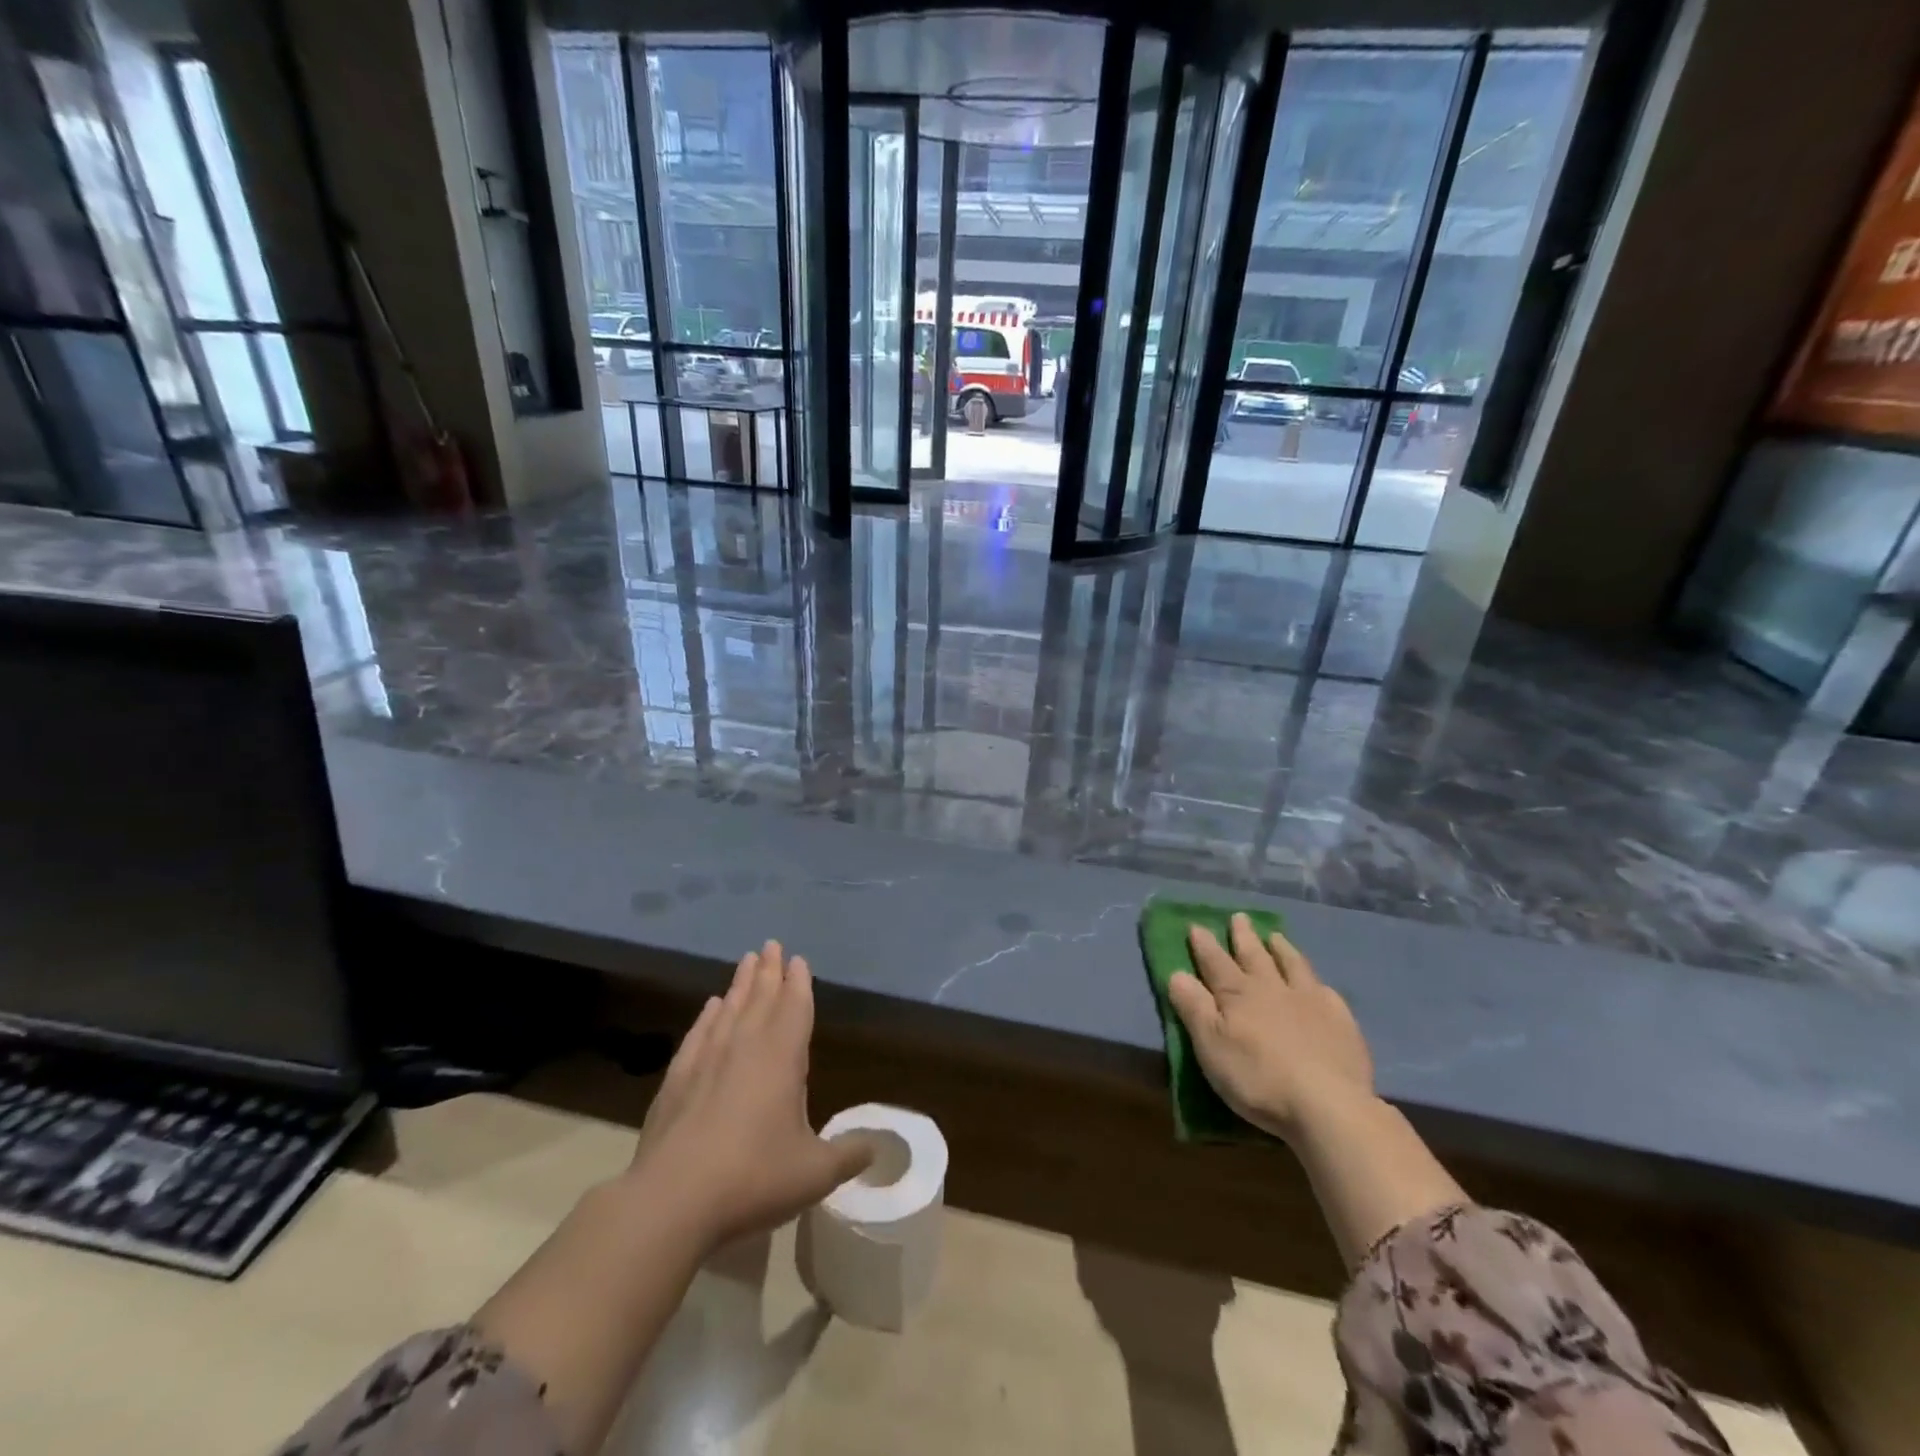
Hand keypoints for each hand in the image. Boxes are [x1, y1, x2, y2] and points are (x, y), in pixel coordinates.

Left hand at [627, 940, 871, 1248]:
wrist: (672, 1200)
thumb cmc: (754, 1177)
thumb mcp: (815, 1173)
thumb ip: (849, 1155)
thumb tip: (878, 1147)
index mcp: (783, 1057)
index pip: (795, 1007)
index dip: (799, 983)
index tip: (798, 959)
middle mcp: (745, 1046)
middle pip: (761, 997)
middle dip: (769, 971)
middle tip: (771, 945)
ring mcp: (707, 1059)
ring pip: (730, 1009)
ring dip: (740, 984)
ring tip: (746, 961)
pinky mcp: (676, 1079)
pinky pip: (698, 1034)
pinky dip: (707, 1016)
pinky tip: (710, 1007)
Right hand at [1168, 915, 1373, 1141]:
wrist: (1328, 1105)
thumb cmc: (1258, 1078)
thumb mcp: (1211, 1046)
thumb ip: (1193, 1008)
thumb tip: (1177, 973)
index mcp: (1238, 994)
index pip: (1215, 962)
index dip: (1204, 944)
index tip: (1196, 925)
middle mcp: (1273, 988)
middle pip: (1254, 956)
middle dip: (1243, 936)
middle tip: (1239, 917)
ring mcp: (1310, 1001)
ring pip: (1292, 965)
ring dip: (1282, 949)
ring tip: (1276, 936)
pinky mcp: (1341, 1022)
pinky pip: (1326, 991)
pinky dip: (1316, 982)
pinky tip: (1319, 984)